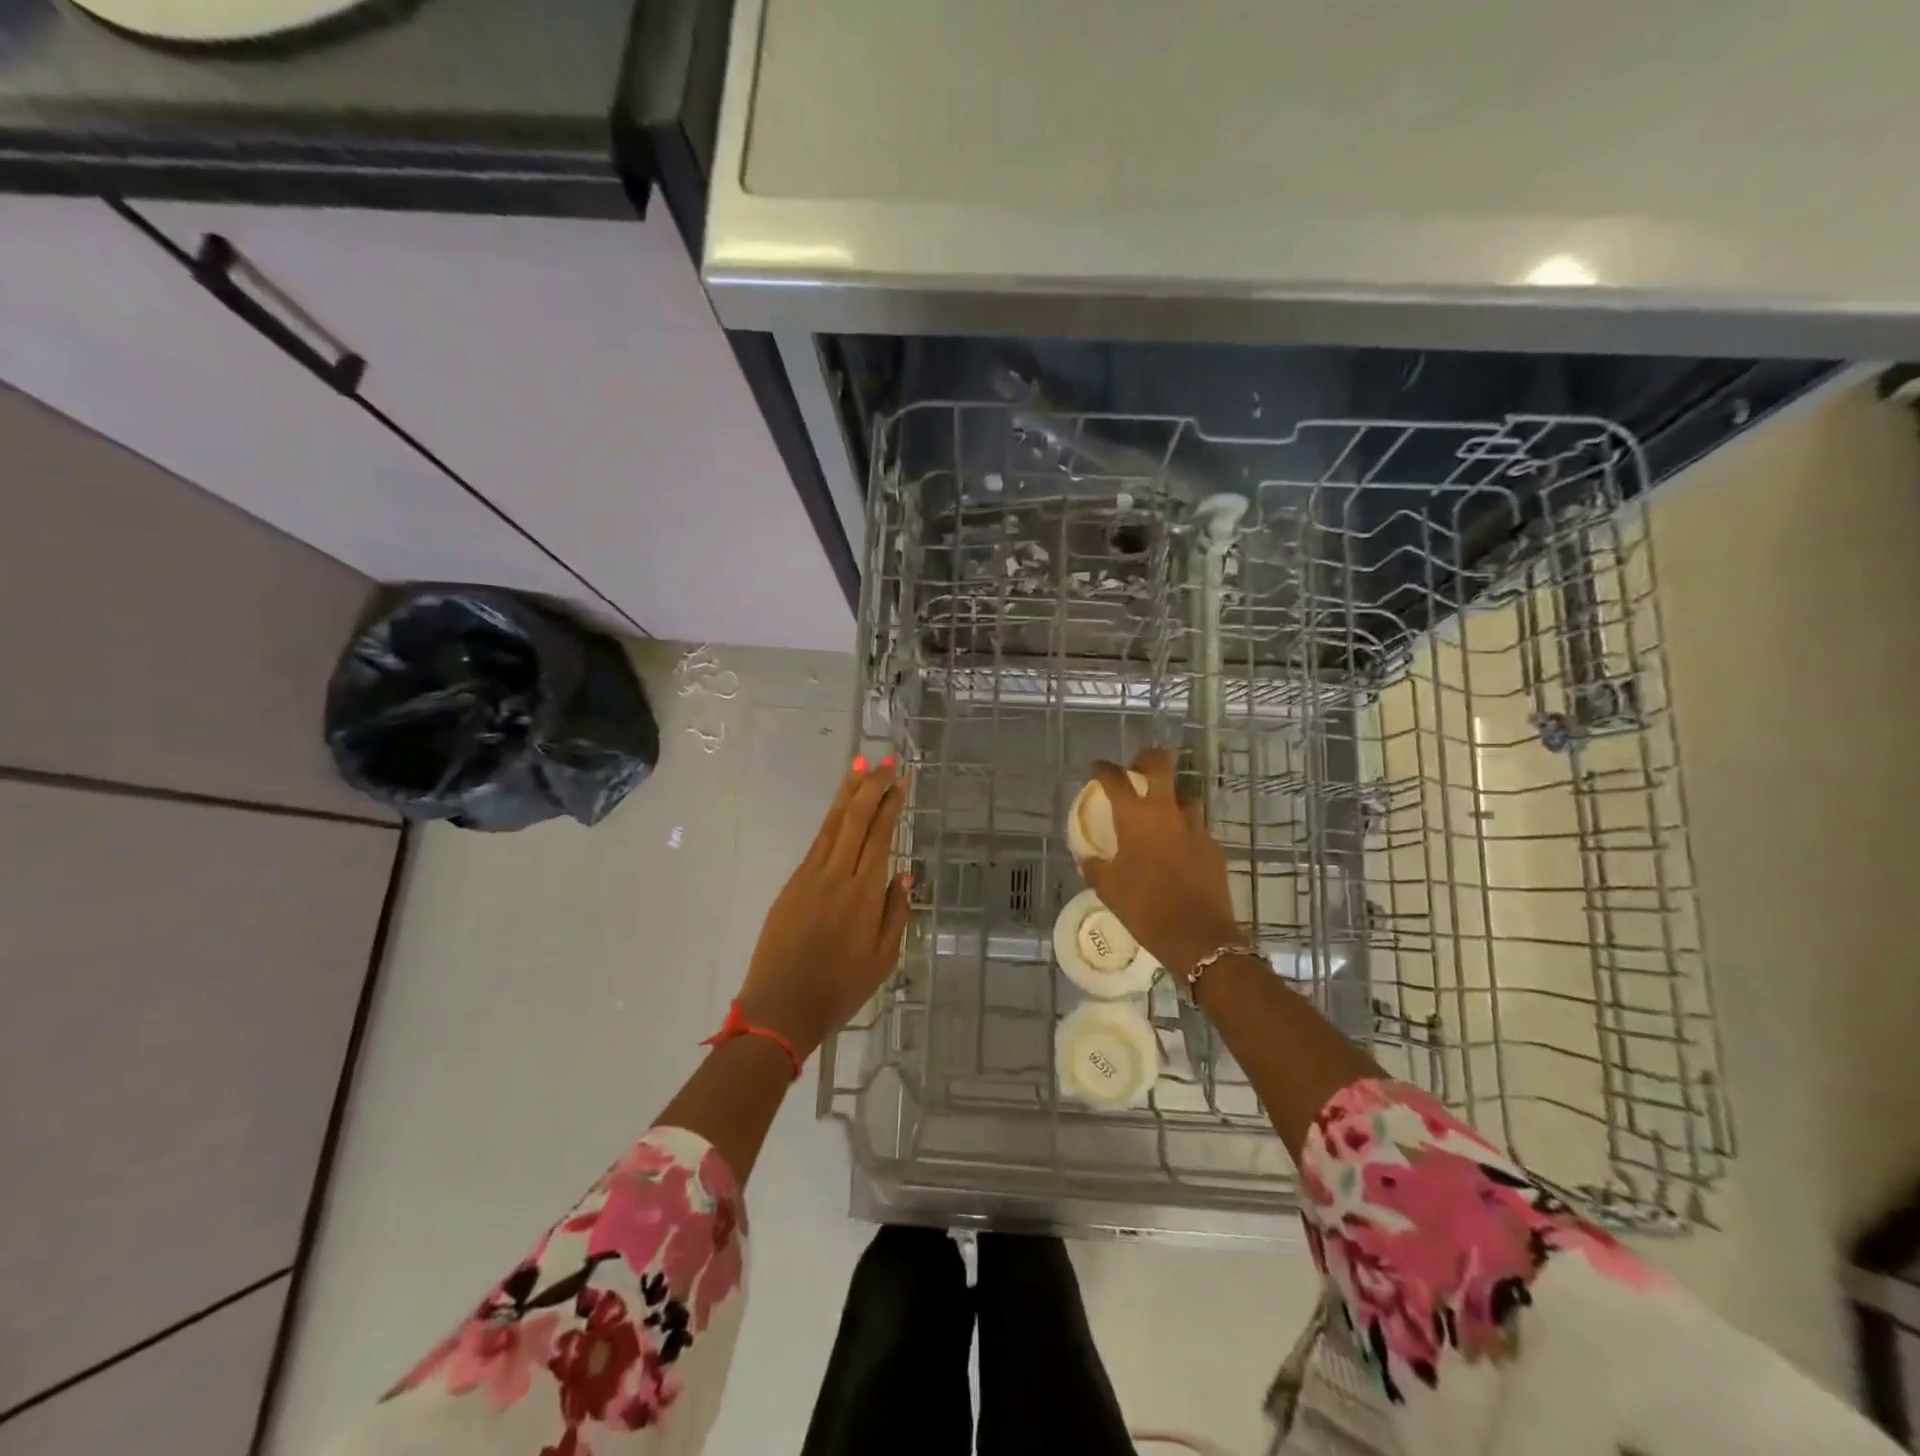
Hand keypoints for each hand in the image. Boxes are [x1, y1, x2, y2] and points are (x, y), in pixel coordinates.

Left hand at [736, 756, 910, 1059]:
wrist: (779, 1009)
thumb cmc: (839, 990)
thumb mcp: (883, 960)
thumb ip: (895, 914)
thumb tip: (904, 876)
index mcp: (863, 894)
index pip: (879, 837)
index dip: (890, 805)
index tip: (899, 781)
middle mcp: (836, 876)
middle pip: (854, 820)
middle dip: (871, 786)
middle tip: (885, 760)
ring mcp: (809, 877)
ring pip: (832, 825)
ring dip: (847, 793)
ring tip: (859, 765)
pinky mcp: (791, 885)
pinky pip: (817, 843)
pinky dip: (831, 820)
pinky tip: (839, 810)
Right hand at [1080, 748, 1241, 976]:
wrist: (1198, 936)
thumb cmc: (1144, 908)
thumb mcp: (1108, 888)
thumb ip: (1094, 865)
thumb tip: (1086, 855)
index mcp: (1135, 818)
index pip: (1115, 778)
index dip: (1103, 769)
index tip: (1096, 769)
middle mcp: (1167, 812)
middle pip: (1161, 764)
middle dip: (1148, 759)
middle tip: (1138, 769)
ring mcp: (1195, 827)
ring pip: (1185, 796)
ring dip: (1171, 798)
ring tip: (1161, 814)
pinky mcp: (1213, 846)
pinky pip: (1197, 827)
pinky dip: (1185, 830)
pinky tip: (1178, 849)